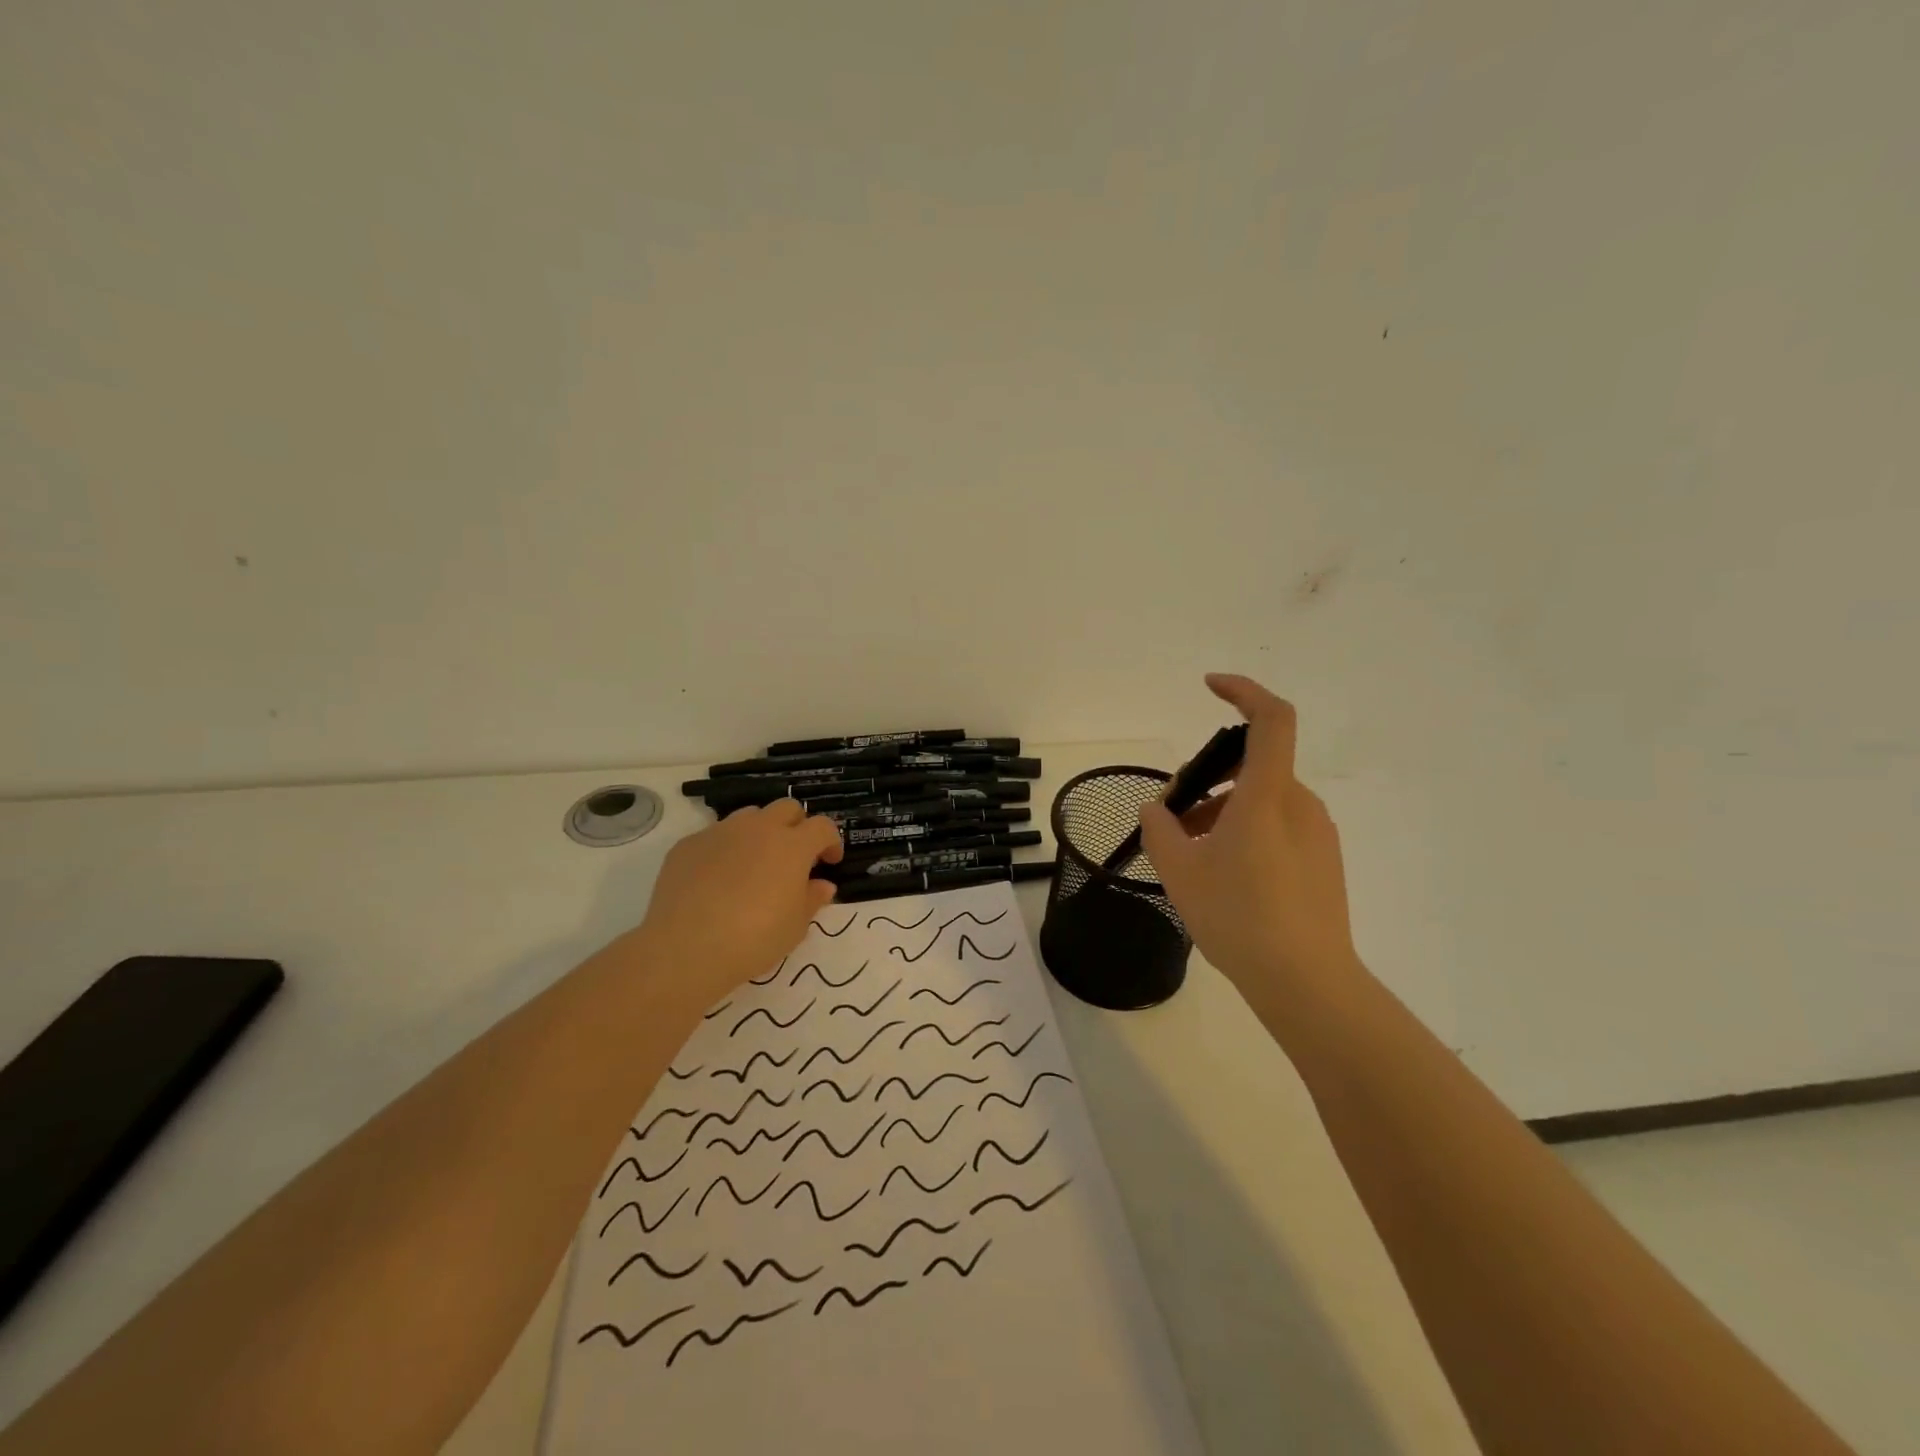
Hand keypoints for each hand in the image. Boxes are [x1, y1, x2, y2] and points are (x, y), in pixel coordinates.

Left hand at [631, 800, 842, 1004]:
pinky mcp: (688, 845)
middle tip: (794, 857)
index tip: (829, 863)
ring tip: (754, 865)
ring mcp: (720, 832)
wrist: (686, 948)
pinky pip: (714, 837)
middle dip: (796, 826)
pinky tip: (716, 881)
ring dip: (760, 833)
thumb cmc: (754, 939)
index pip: (822, 827)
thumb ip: (812, 899)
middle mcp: (759, 829)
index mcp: (792, 846)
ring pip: (749, 817)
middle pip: (787, 808)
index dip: (830, 841)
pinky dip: (725, 850)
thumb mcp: (795, 927)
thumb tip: (822, 885)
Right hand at [1139, 674, 1359, 993]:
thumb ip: (1160, 830)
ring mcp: (1317, 835)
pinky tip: (1224, 876)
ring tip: (1190, 855)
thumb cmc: (1239, 918)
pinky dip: (1246, 832)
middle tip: (1172, 819)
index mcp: (1268, 795)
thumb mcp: (1180, 872)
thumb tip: (1157, 809)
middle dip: (1207, 780)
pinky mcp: (1324, 862)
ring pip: (1262, 800)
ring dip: (1222, 810)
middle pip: (1252, 767)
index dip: (1243, 690)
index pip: (1271, 719)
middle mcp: (1300, 804)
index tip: (1209, 687)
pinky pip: (1279, 827)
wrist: (1307, 983)